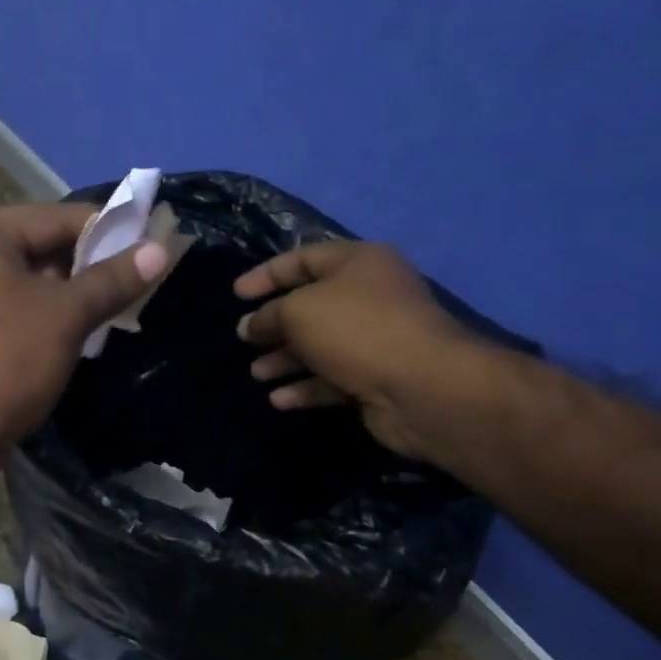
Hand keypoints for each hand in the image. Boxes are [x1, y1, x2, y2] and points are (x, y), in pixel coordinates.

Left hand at [0, 202, 168, 467]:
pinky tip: (89, 328)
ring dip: (74, 291)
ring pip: (32, 280)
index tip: (154, 243)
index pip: (57, 216)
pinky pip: (17, 307)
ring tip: (124, 303)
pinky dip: (50, 313)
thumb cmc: (4, 361)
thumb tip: (162, 249)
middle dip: (93, 262)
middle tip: (143, 276)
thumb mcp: (65, 315)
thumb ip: (112, 278)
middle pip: (42, 245)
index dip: (109, 228)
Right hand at [234, 241, 477, 456]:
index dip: (266, 274)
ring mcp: (377, 340)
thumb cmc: (355, 329)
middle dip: (274, 324)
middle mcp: (370, 296)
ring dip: (285, 360)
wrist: (424, 388)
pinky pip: (333, 378)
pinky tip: (279, 400)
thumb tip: (250, 326)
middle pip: (310, 305)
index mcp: (358, 264)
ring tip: (257, 374)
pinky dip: (305, 387)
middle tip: (244, 339)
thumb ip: (268, 315)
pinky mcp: (378, 378)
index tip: (236, 294)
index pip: (302, 259)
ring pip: (319, 346)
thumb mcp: (297, 310)